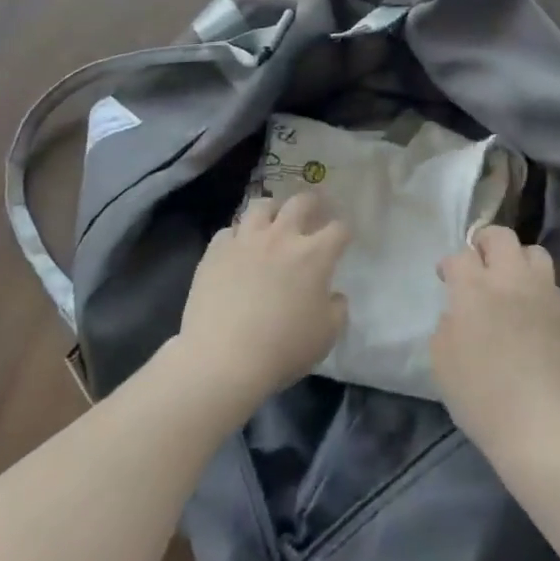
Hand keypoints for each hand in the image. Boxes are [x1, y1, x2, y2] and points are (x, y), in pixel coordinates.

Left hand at [174, 192, 348, 407]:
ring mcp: (245, 241)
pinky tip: (237, 248)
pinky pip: (228, 231)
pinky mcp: (215, 252)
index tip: (343, 238)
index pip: (338, 229)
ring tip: (272, 221)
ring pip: (261, 206)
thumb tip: (334, 296)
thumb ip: (337, 309)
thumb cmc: (283, 348)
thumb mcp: (326, 335)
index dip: (344, 232)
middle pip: (301, 202)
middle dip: (312, 203)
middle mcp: (281, 237)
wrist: (223, 358)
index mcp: (314, 255)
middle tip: (314, 210)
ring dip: (272, 211)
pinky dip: (236, 236)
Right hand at [431, 226, 559, 467]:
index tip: (446, 277)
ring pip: (534, 253)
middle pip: (501, 237)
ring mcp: (546, 294)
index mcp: (475, 290)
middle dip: (485, 243)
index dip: (450, 265)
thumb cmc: (484, 400)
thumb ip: (447, 326)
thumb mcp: (443, 364)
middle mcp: (512, 280)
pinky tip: (533, 315)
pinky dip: (538, 290)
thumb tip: (459, 313)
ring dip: (517, 260)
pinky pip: (552, 286)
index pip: (461, 256)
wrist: (547, 428)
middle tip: (478, 263)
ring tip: (511, 282)